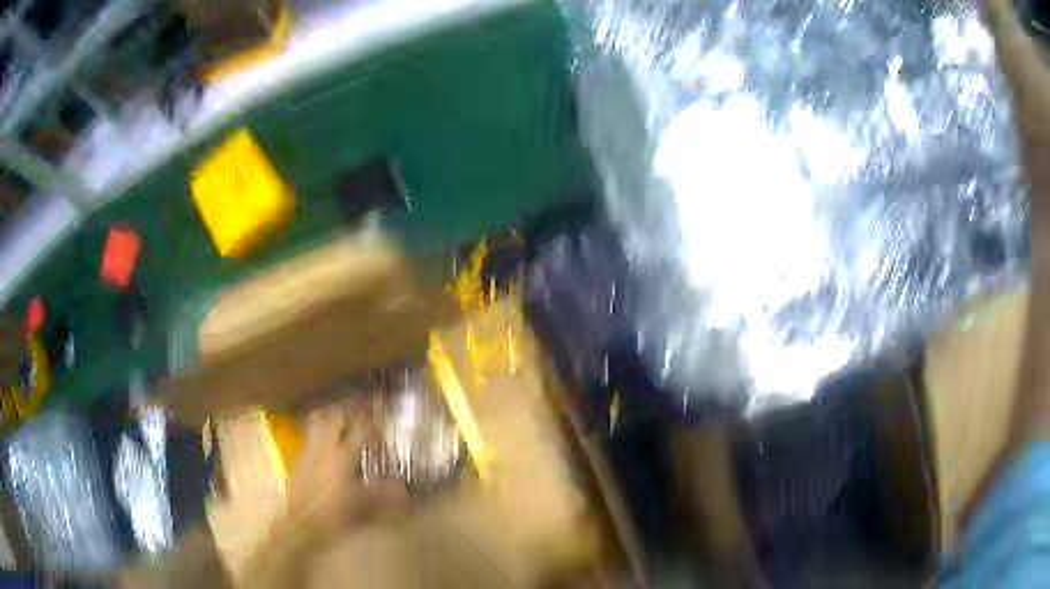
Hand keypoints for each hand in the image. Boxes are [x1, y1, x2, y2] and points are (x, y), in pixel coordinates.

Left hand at [285, 400, 406, 542]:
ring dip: (330, 417)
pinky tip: (326, 442)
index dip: (371, 422)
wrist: (302, 521)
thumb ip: (383, 493)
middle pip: (336, 416)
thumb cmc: (336, 513)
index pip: (360, 428)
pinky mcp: (299, 458)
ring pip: (318, 421)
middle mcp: (326, 445)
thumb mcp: (364, 504)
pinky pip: (310, 435)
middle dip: (349, 411)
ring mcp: (310, 449)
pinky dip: (319, 431)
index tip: (380, 422)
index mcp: (343, 454)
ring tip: (341, 421)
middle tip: (360, 414)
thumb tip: (402, 487)